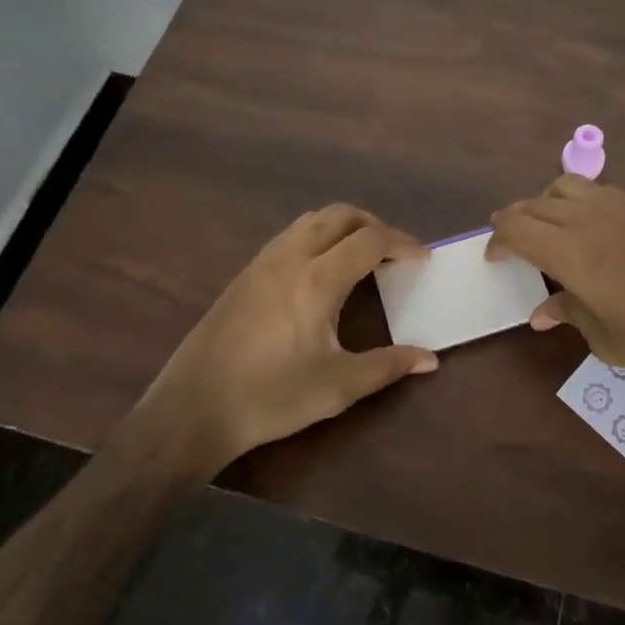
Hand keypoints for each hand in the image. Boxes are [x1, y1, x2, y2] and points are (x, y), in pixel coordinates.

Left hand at [138, 205, 436, 472]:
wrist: (193, 409)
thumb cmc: (272, 397)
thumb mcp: (338, 386)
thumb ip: (388, 366)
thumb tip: (430, 359)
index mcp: (318, 279)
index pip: (370, 240)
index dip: (402, 243)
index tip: (422, 258)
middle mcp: (291, 258)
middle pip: (340, 215)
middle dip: (374, 225)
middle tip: (393, 252)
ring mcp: (262, 262)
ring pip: (311, 221)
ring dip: (343, 227)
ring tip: (360, 257)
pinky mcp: (244, 274)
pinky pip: (289, 236)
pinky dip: (317, 237)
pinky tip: (319, 272)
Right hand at [489, 176, 624, 393]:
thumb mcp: (606, 339)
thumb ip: (569, 313)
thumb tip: (541, 312)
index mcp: (572, 253)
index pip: (517, 229)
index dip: (498, 240)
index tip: (493, 258)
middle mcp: (589, 219)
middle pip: (535, 204)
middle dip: (514, 220)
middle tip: (509, 243)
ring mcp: (619, 207)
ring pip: (564, 186)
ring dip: (543, 203)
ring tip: (545, 230)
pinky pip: (594, 190)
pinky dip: (574, 200)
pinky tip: (584, 228)